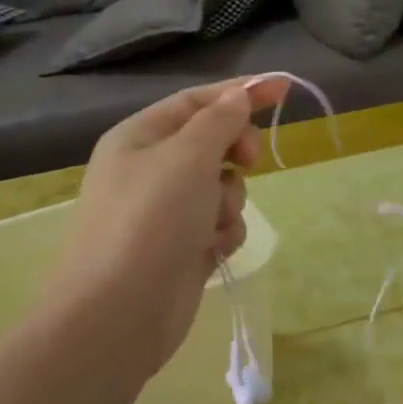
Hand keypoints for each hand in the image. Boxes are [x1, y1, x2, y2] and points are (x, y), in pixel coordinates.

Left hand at [51, 77, 287, 373]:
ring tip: (211, 223)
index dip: (240, 93)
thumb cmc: (150, 221)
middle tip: (248, 161)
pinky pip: (220, 224)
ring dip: (229, 200)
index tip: (284, 89)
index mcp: (140, 137)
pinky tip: (211, 250)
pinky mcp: (182, 247)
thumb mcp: (187, 157)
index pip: (197, 101)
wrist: (118, 314)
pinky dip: (223, 233)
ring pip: (223, 186)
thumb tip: (238, 95)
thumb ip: (219, 121)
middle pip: (213, 142)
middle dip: (235, 153)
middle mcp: (150, 169)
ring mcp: (166, 211)